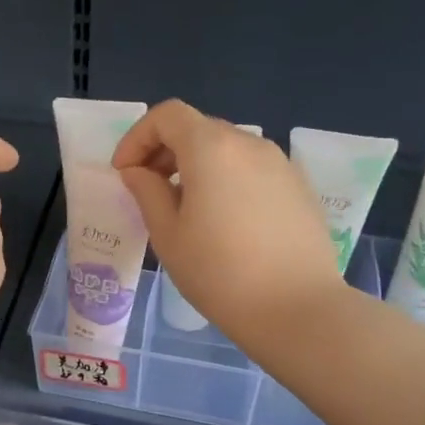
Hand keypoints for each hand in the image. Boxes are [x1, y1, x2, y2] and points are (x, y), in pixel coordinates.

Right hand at [113, 100, 340, 349]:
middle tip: (148, 190)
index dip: (138, 137)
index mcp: (211, 148)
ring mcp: (280, 163)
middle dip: (165, 151)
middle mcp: (249, 143)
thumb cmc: (220, 273)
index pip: (167, 115)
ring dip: (196, 165)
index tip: (125, 172)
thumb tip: (138, 172)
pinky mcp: (299, 186)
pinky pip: (252, 168)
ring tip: (185, 208)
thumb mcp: (168, 235)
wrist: (297, 309)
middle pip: (197, 128)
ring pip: (226, 148)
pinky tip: (224, 220)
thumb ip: (147, 192)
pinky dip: (227, 179)